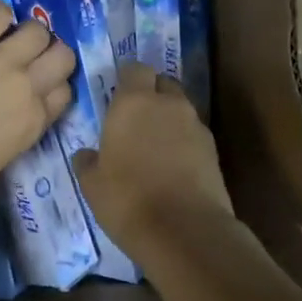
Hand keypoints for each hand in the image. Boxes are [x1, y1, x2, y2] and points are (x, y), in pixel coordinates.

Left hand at [0, 3, 75, 214]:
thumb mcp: (3, 154)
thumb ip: (18, 126)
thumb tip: (10, 110)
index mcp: (35, 120)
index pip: (64, 91)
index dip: (51, 83)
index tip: (37, 83)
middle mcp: (28, 86)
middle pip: (62, 55)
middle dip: (48, 53)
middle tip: (26, 56)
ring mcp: (0, 60)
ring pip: (36, 30)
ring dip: (26, 33)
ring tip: (5, 38)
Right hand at [72, 62, 232, 248]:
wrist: (185, 231)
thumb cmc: (127, 199)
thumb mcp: (91, 184)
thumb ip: (87, 161)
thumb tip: (87, 155)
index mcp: (133, 102)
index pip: (134, 69)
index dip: (127, 78)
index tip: (117, 94)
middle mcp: (168, 104)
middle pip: (162, 84)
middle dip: (151, 94)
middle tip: (135, 119)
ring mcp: (196, 125)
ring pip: (180, 109)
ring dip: (169, 119)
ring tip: (154, 147)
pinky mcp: (214, 150)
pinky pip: (194, 135)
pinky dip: (184, 143)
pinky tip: (172, 167)